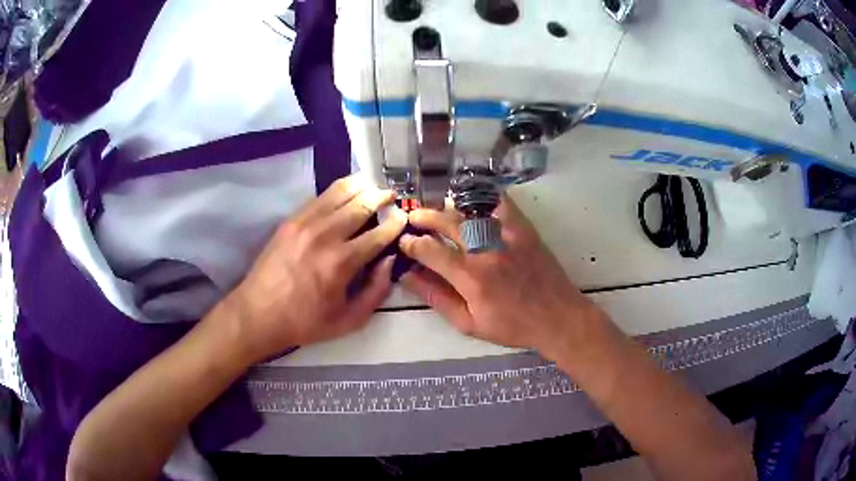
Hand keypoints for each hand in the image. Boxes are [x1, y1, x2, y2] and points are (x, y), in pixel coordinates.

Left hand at [222, 175, 406, 362]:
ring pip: (340, 193)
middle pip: (361, 205)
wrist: (259, 313)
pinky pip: (319, 197)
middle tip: (392, 195)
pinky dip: (338, 189)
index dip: (395, 223)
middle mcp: (325, 236)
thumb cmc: (305, 322)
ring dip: (361, 186)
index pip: (378, 234)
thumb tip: (390, 261)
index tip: (404, 217)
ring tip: (373, 184)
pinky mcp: (291, 220)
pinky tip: (347, 189)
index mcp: (341, 263)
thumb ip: (375, 292)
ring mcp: (305, 223)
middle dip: (381, 197)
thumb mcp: (349, 321)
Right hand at [400, 196, 601, 359]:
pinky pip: (499, 202)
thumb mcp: (469, 323)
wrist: (557, 316)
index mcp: (470, 277)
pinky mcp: (523, 228)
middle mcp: (486, 250)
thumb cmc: (512, 326)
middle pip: (446, 222)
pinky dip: (482, 198)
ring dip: (448, 207)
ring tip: (437, 210)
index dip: (411, 244)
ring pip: (469, 209)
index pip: (430, 250)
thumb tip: (408, 277)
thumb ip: (437, 298)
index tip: (404, 243)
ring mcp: (506, 234)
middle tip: (413, 218)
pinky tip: (472, 200)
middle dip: (424, 217)